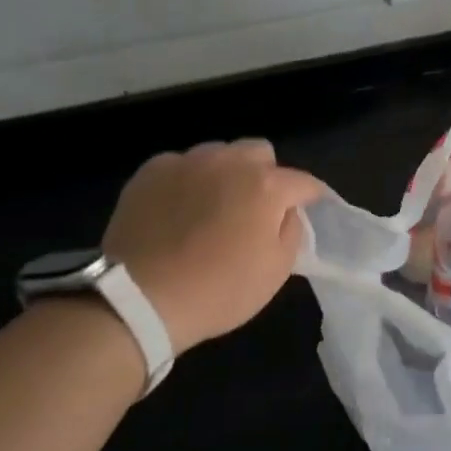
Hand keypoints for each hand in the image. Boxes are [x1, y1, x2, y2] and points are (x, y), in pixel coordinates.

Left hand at [100, 139, 324, 356]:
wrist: (139, 298)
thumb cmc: (218, 290)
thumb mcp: (276, 271)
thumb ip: (292, 230)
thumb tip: (287, 211)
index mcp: (266, 186)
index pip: (303, 182)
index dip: (311, 196)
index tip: (310, 207)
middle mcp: (229, 162)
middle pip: (260, 152)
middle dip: (265, 174)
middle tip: (255, 208)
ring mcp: (186, 162)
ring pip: (219, 154)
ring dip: (225, 173)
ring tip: (213, 206)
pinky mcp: (151, 171)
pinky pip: (181, 165)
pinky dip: (188, 181)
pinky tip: (178, 209)